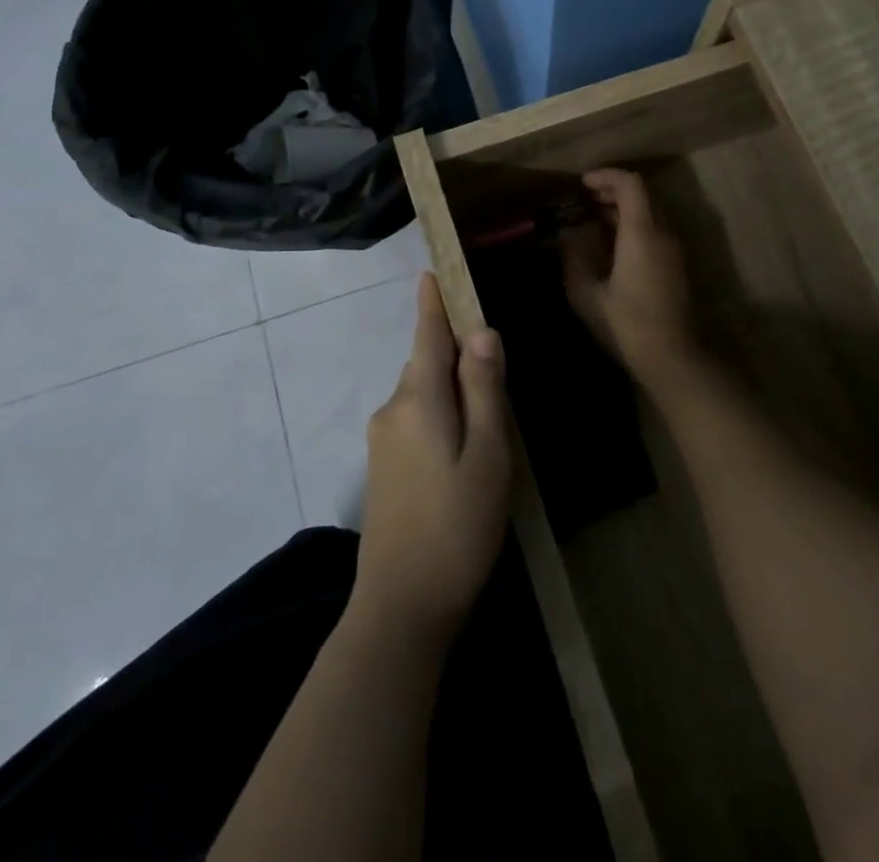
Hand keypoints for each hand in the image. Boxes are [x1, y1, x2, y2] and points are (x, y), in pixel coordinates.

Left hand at [352, 273, 512, 642]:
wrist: (401, 607)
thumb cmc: (457, 526)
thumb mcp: (487, 454)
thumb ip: (484, 390)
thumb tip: (482, 332)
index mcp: (418, 399)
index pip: (427, 335)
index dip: (433, 302)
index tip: (432, 270)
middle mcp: (392, 410)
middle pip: (426, 364)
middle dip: (455, 353)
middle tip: (497, 365)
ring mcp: (381, 441)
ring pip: (422, 395)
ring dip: (451, 389)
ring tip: (488, 416)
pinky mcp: (382, 469)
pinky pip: (414, 420)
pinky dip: (439, 415)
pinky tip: (462, 448)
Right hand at [560, 169, 700, 384]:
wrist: (671, 357)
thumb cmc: (625, 323)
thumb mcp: (586, 292)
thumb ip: (574, 256)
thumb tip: (568, 232)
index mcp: (642, 233)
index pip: (630, 184)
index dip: (606, 176)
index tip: (582, 183)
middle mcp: (663, 233)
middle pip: (643, 194)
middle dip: (613, 190)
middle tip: (585, 199)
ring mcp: (674, 249)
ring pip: (651, 212)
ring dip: (624, 208)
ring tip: (594, 220)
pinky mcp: (677, 265)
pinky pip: (656, 230)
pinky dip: (634, 225)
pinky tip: (612, 245)